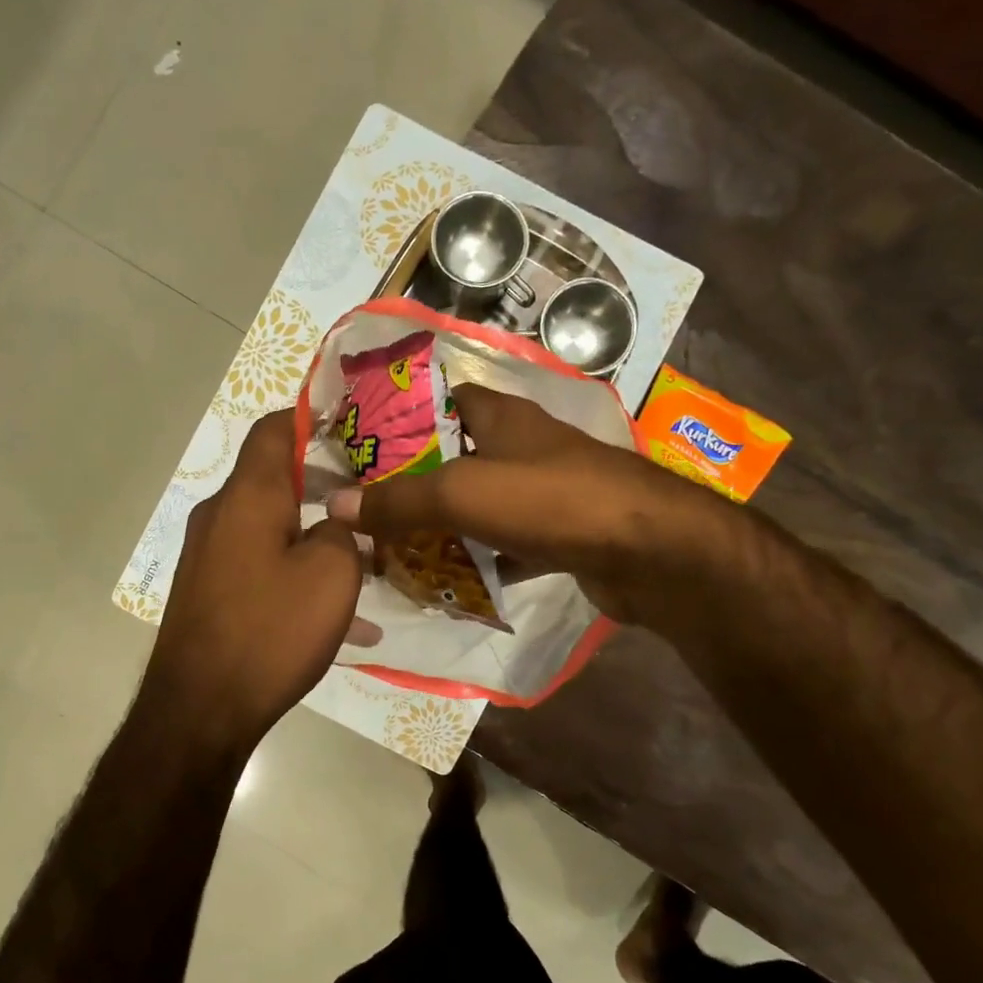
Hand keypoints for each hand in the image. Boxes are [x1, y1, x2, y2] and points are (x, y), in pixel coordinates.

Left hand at [140, 410, 362, 753]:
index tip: (346, 420)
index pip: (273, 429)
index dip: (308, 416)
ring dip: (312, 532)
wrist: (199, 709)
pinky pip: (257, 563)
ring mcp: (207, 555)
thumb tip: (333, 525)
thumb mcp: (332, 574)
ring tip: (361, 560)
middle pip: (272, 478)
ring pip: (268, 525)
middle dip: (322, 481)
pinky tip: (333, 617)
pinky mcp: (206, 591)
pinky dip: (293, 571)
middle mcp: (219, 515)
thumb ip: (343, 532)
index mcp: (248, 497)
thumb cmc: (271, 630)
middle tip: (368, 496)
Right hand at [326, 384, 707, 625]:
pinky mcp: (561, 534)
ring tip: (395, 550)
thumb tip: (334, 504)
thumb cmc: (551, 500)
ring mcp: (545, 492)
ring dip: (445, 526)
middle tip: (368, 511)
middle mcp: (523, 447)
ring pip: (481, 504)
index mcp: (501, 417)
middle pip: (456, 457)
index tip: (361, 447)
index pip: (441, 400)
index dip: (400, 417)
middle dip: (415, 482)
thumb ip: (399, 500)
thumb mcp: (463, 493)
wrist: (649, 551)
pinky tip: (451, 583)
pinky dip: (482, 560)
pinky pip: (507, 544)